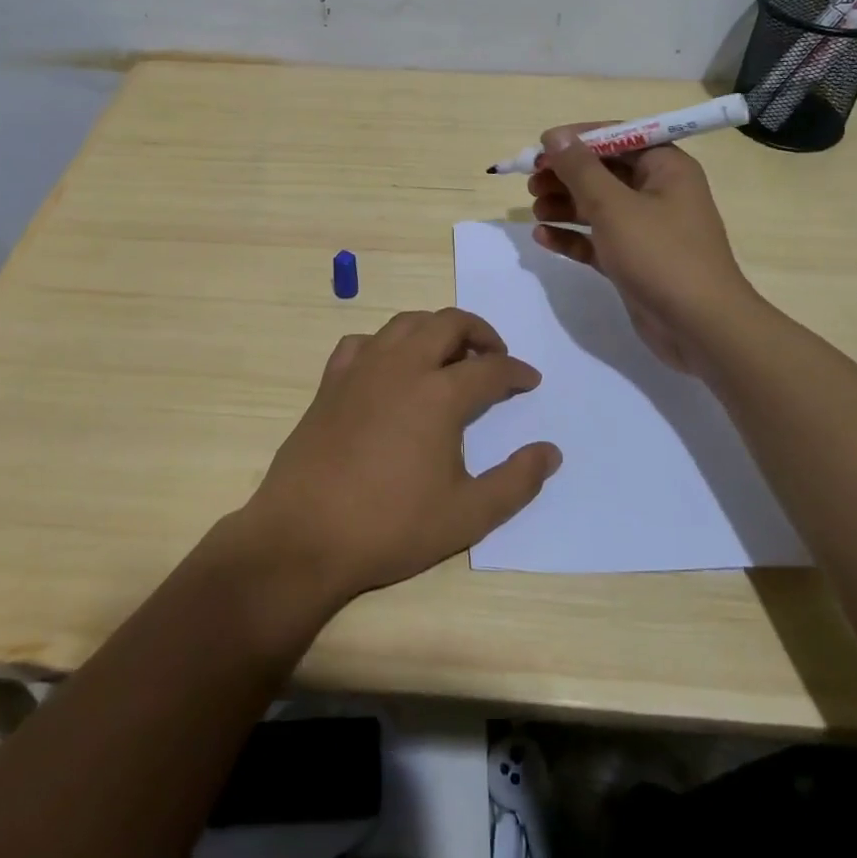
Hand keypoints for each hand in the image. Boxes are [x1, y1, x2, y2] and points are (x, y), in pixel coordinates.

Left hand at [233, 309, 559, 605]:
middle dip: (480, 332)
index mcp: (440, 394)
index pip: (490, 368)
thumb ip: (516, 482)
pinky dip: (387, 344)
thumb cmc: (391, 527)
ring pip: (406, 322)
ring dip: (435, 329)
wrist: (305, 535)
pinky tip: (391, 368)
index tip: (530, 381)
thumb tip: (551, 452)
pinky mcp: (331, 380)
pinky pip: (364, 341)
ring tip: (448, 356)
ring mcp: (362, 368)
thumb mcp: (467, 516)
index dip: (516, 372)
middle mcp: (402, 366)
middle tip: (494, 356)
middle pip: (448, 323)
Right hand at [528, 124, 750, 374]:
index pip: (618, 137)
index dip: (578, 139)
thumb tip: (556, 136)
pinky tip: (543, 237)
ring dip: (564, 205)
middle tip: (530, 182)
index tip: (541, 147)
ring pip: (597, 207)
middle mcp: (658, 192)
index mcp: (666, 167)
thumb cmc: (660, 254)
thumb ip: (580, 169)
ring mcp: (646, 229)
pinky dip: (572, 236)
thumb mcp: (613, 206)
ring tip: (534, 210)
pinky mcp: (634, 260)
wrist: (700, 327)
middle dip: (566, 175)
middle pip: (604, 172)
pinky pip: (597, 239)